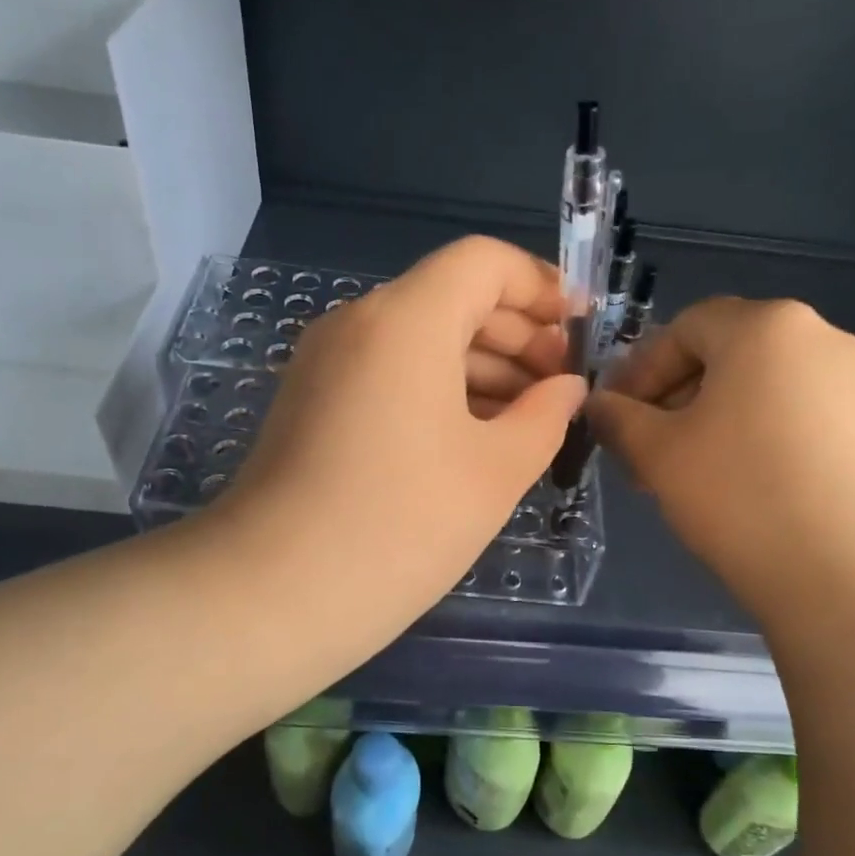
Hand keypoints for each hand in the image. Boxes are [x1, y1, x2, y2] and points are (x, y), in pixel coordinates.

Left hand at [223, 236, 586, 621]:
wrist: (274, 593)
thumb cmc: (403, 525)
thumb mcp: (497, 471)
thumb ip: (546, 415)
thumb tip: (566, 388)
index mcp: (405, 320)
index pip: (483, 262)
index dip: (541, 285)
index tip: (580, 331)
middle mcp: (358, 323)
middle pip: (451, 298)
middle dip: (517, 333)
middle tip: (561, 387)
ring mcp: (326, 364)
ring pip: (419, 339)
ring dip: (480, 366)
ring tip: (529, 419)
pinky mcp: (311, 403)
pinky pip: (388, 373)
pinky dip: (438, 390)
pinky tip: (474, 438)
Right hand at [590, 296, 854, 614]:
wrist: (852, 574)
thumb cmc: (739, 494)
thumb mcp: (657, 453)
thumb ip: (618, 418)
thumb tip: (599, 404)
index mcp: (765, 325)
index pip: (685, 328)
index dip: (640, 370)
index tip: (616, 418)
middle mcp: (819, 336)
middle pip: (725, 353)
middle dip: (674, 398)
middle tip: (645, 451)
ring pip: (760, 386)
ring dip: (711, 419)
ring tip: (686, 474)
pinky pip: (796, 413)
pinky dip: (755, 435)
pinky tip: (738, 485)